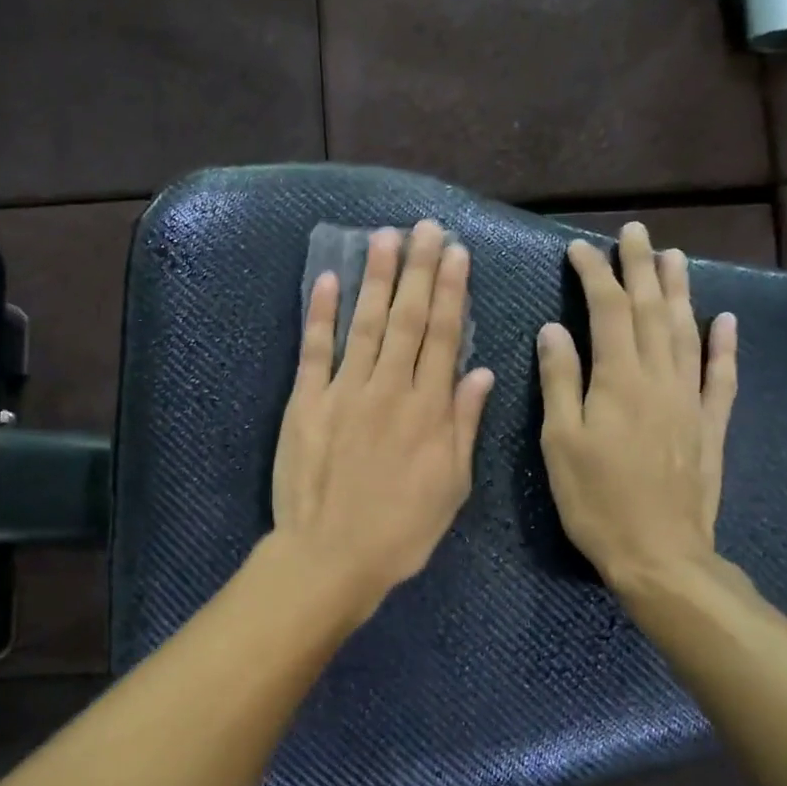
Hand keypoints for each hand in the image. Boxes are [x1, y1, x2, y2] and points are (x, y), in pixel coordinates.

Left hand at [272, 221, 495, 612]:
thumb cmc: (400, 530)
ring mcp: (344, 391)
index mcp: (428, 410)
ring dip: (375, 278)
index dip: (451, 292)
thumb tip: (480, 373)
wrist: (332, 556)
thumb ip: (464, 426)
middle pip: (408, 319)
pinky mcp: (305, 402)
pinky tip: (325, 280)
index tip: (456, 254)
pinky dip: (319, 313)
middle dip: (419, 270)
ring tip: (384, 238)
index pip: (444, 337)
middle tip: (426, 229)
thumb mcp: (451, 486)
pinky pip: (314, 349)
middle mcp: (389, 389)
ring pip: (365, 323)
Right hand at [538, 223, 737, 592]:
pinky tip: (725, 320)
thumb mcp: (561, 442)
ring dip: (681, 291)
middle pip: (653, 310)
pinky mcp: (709, 426)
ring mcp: (689, 400)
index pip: (609, 311)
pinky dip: (724, 345)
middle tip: (635, 233)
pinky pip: (720, 376)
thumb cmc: (596, 499)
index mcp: (618, 380)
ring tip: (675, 257)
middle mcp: (659, 379)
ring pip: (688, 332)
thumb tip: (554, 329)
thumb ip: (560, 382)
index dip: (595, 276)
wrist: (659, 553)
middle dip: (641, 268)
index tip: (580, 248)